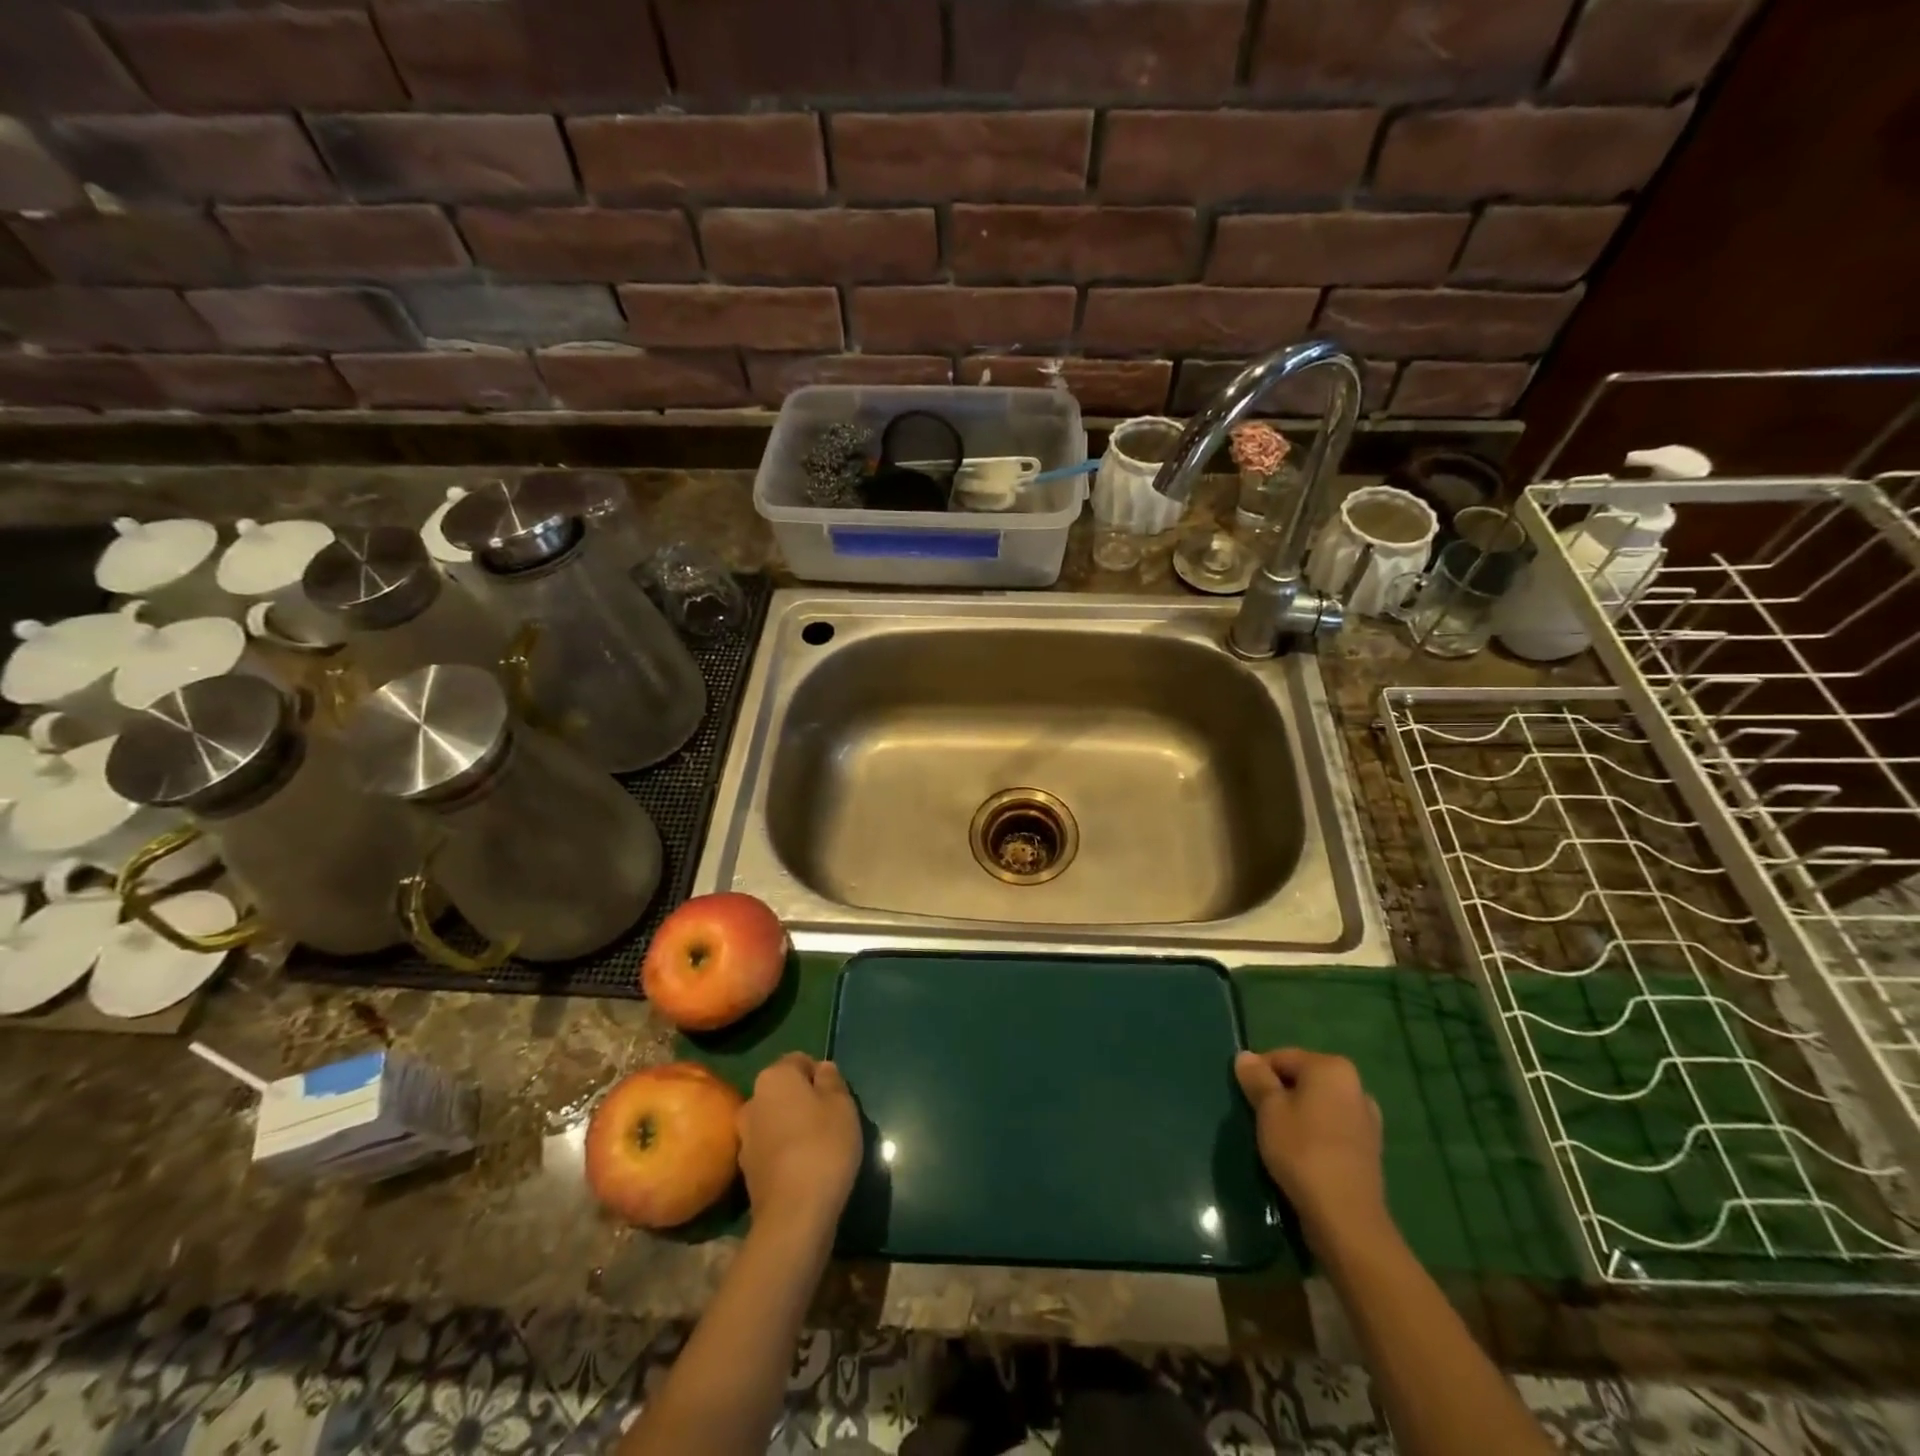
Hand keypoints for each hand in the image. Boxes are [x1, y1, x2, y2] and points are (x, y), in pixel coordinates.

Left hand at [737, 1052, 861, 1240]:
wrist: (794, 1214)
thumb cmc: (823, 1146)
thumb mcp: (842, 1104)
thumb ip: (831, 1080)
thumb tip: (821, 1069)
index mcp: (774, 1077)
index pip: (800, 1060)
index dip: (821, 1075)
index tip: (837, 1097)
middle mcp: (752, 1100)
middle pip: (784, 1091)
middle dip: (805, 1100)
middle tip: (831, 1121)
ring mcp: (745, 1137)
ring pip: (775, 1119)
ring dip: (793, 1127)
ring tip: (819, 1148)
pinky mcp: (746, 1170)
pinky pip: (770, 1148)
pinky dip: (785, 1152)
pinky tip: (804, 1169)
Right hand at [1234, 1048, 1389, 1250]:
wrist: (1346, 1217)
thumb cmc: (1302, 1150)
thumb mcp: (1268, 1109)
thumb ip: (1257, 1078)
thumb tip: (1245, 1056)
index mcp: (1332, 1068)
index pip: (1282, 1057)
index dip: (1258, 1074)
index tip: (1244, 1097)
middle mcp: (1355, 1086)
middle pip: (1303, 1080)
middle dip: (1280, 1093)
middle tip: (1259, 1118)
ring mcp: (1366, 1118)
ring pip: (1318, 1105)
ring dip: (1298, 1114)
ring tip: (1279, 1139)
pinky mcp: (1369, 1149)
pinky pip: (1332, 1129)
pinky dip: (1315, 1134)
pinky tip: (1302, 1154)